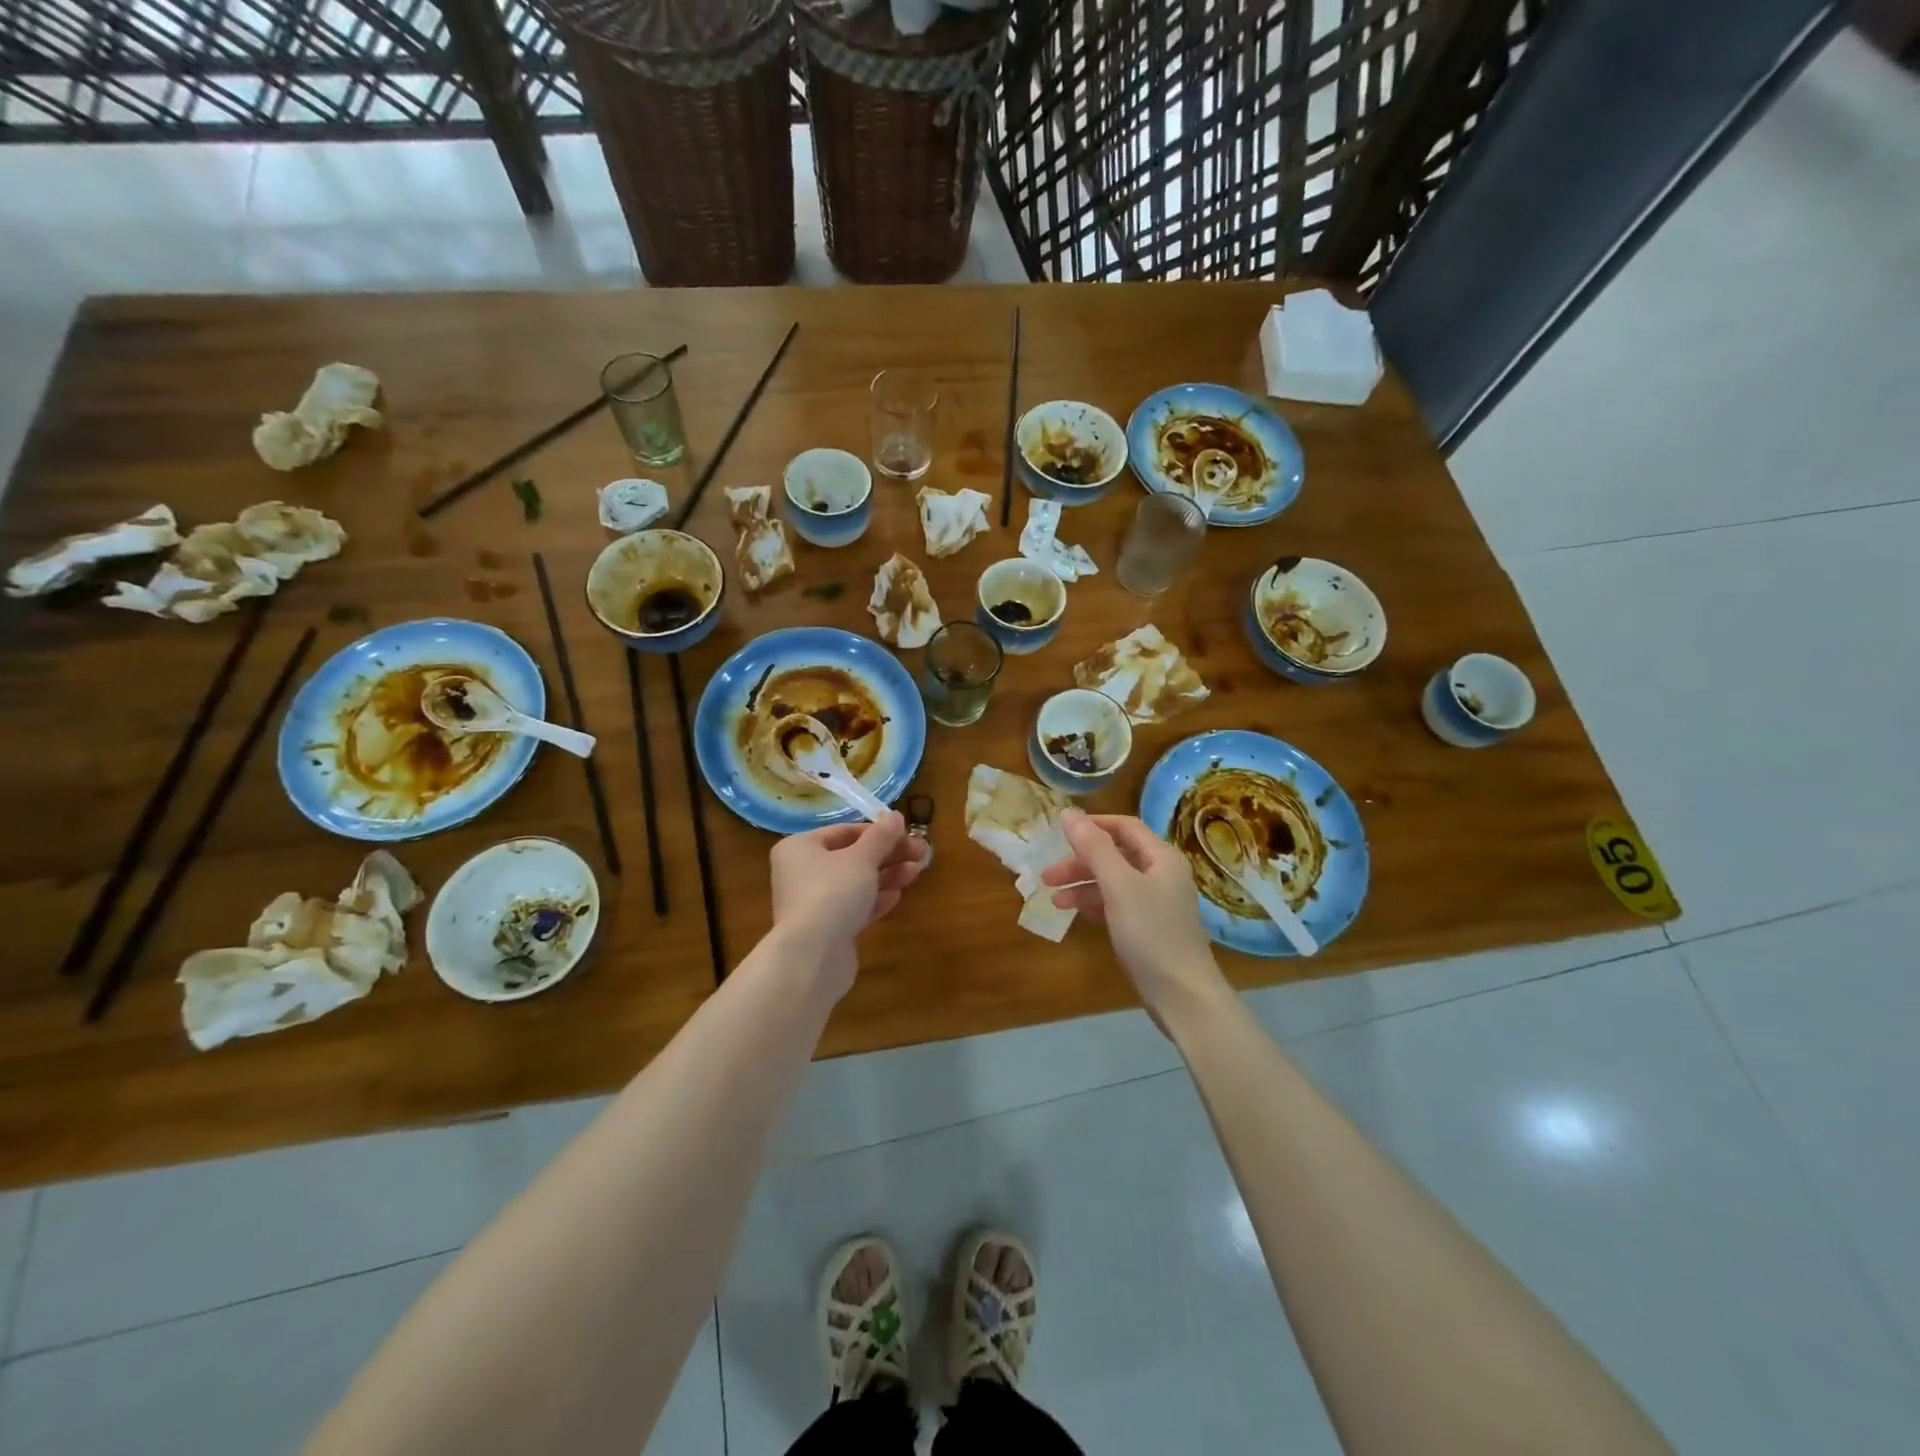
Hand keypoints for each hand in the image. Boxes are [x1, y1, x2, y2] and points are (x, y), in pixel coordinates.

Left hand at [770, 812, 926, 995]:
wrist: (812, 957)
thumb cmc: (832, 893)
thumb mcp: (862, 858)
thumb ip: (881, 836)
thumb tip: (895, 816)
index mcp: (800, 848)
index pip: (844, 831)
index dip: (878, 831)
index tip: (907, 833)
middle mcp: (801, 872)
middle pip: (852, 857)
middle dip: (888, 855)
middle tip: (921, 853)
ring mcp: (812, 903)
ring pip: (855, 883)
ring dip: (886, 876)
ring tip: (916, 872)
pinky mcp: (826, 930)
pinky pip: (853, 908)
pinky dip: (875, 900)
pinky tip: (897, 897)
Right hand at [1043, 810, 1225, 1024]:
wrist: (1183, 996)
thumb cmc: (1151, 934)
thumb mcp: (1119, 886)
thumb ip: (1094, 848)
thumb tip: (1069, 813)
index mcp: (1161, 858)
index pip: (1125, 827)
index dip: (1093, 825)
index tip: (1060, 830)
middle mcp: (1161, 874)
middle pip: (1116, 855)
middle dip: (1081, 861)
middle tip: (1047, 875)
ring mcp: (1156, 903)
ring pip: (1113, 882)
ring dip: (1083, 885)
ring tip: (1054, 898)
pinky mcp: (1149, 928)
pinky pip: (1116, 904)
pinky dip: (1094, 904)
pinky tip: (1073, 911)